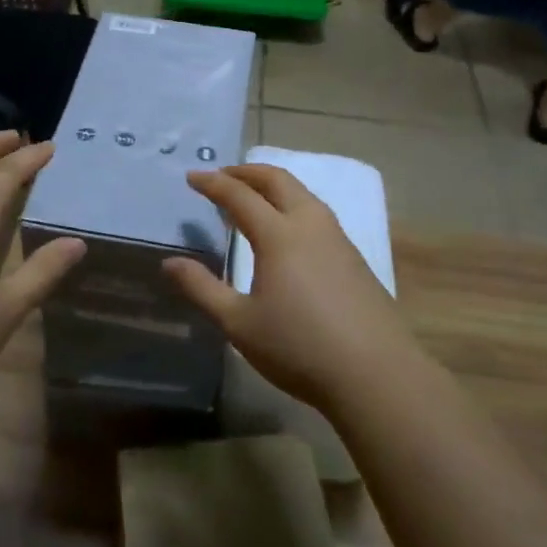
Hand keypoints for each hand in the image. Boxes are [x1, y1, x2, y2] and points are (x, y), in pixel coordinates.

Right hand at [163, 164, 420, 414]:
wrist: (376, 374)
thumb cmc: (299, 348)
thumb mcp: (239, 324)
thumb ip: (202, 289)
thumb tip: (170, 263)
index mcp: (279, 235)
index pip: (240, 196)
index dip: (213, 184)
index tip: (192, 177)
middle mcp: (310, 225)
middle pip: (277, 180)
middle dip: (246, 172)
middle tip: (222, 176)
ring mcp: (337, 238)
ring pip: (302, 194)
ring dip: (273, 185)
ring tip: (252, 197)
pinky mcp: (354, 257)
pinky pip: (316, 213)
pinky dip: (292, 204)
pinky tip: (287, 230)